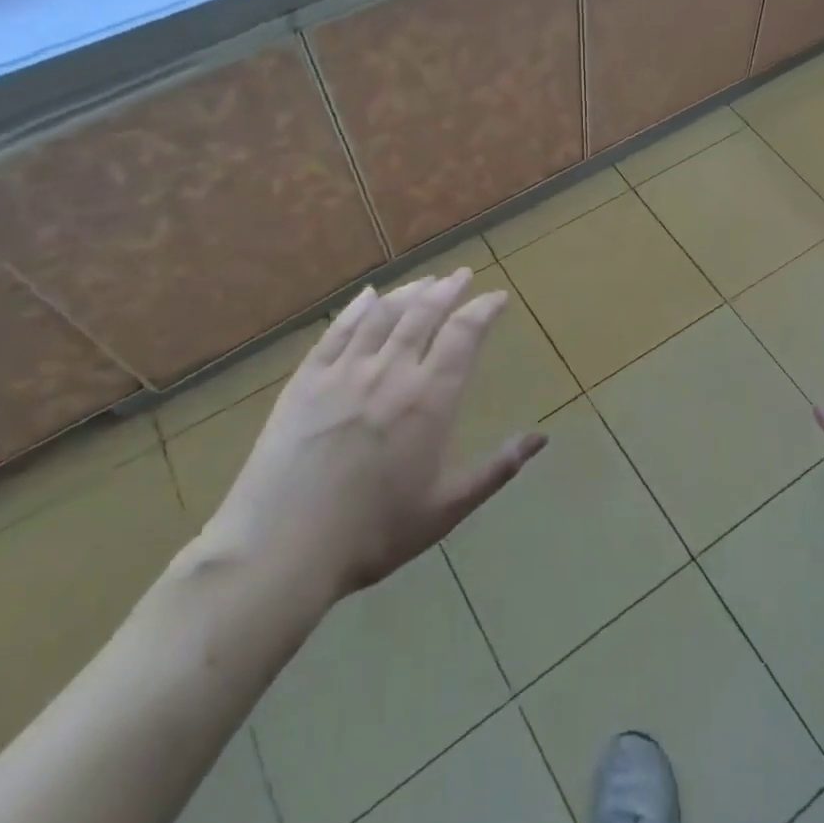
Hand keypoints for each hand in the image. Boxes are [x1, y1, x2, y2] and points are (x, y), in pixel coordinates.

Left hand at [206, 270, 546, 602]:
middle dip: (448, 289)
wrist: (281, 547)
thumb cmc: (374, 533)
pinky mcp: (306, 380)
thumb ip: (498, 468)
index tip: (498, 297)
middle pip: (424, 314)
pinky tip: (367, 296)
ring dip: (409, 293)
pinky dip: (357, 309)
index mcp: (430, 398)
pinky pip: (337, 332)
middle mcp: (391, 371)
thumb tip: (542, 439)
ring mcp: (344, 371)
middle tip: (462, 275)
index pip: (464, 334)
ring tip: (426, 281)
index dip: (484, 309)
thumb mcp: (447, 507)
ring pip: (383, 315)